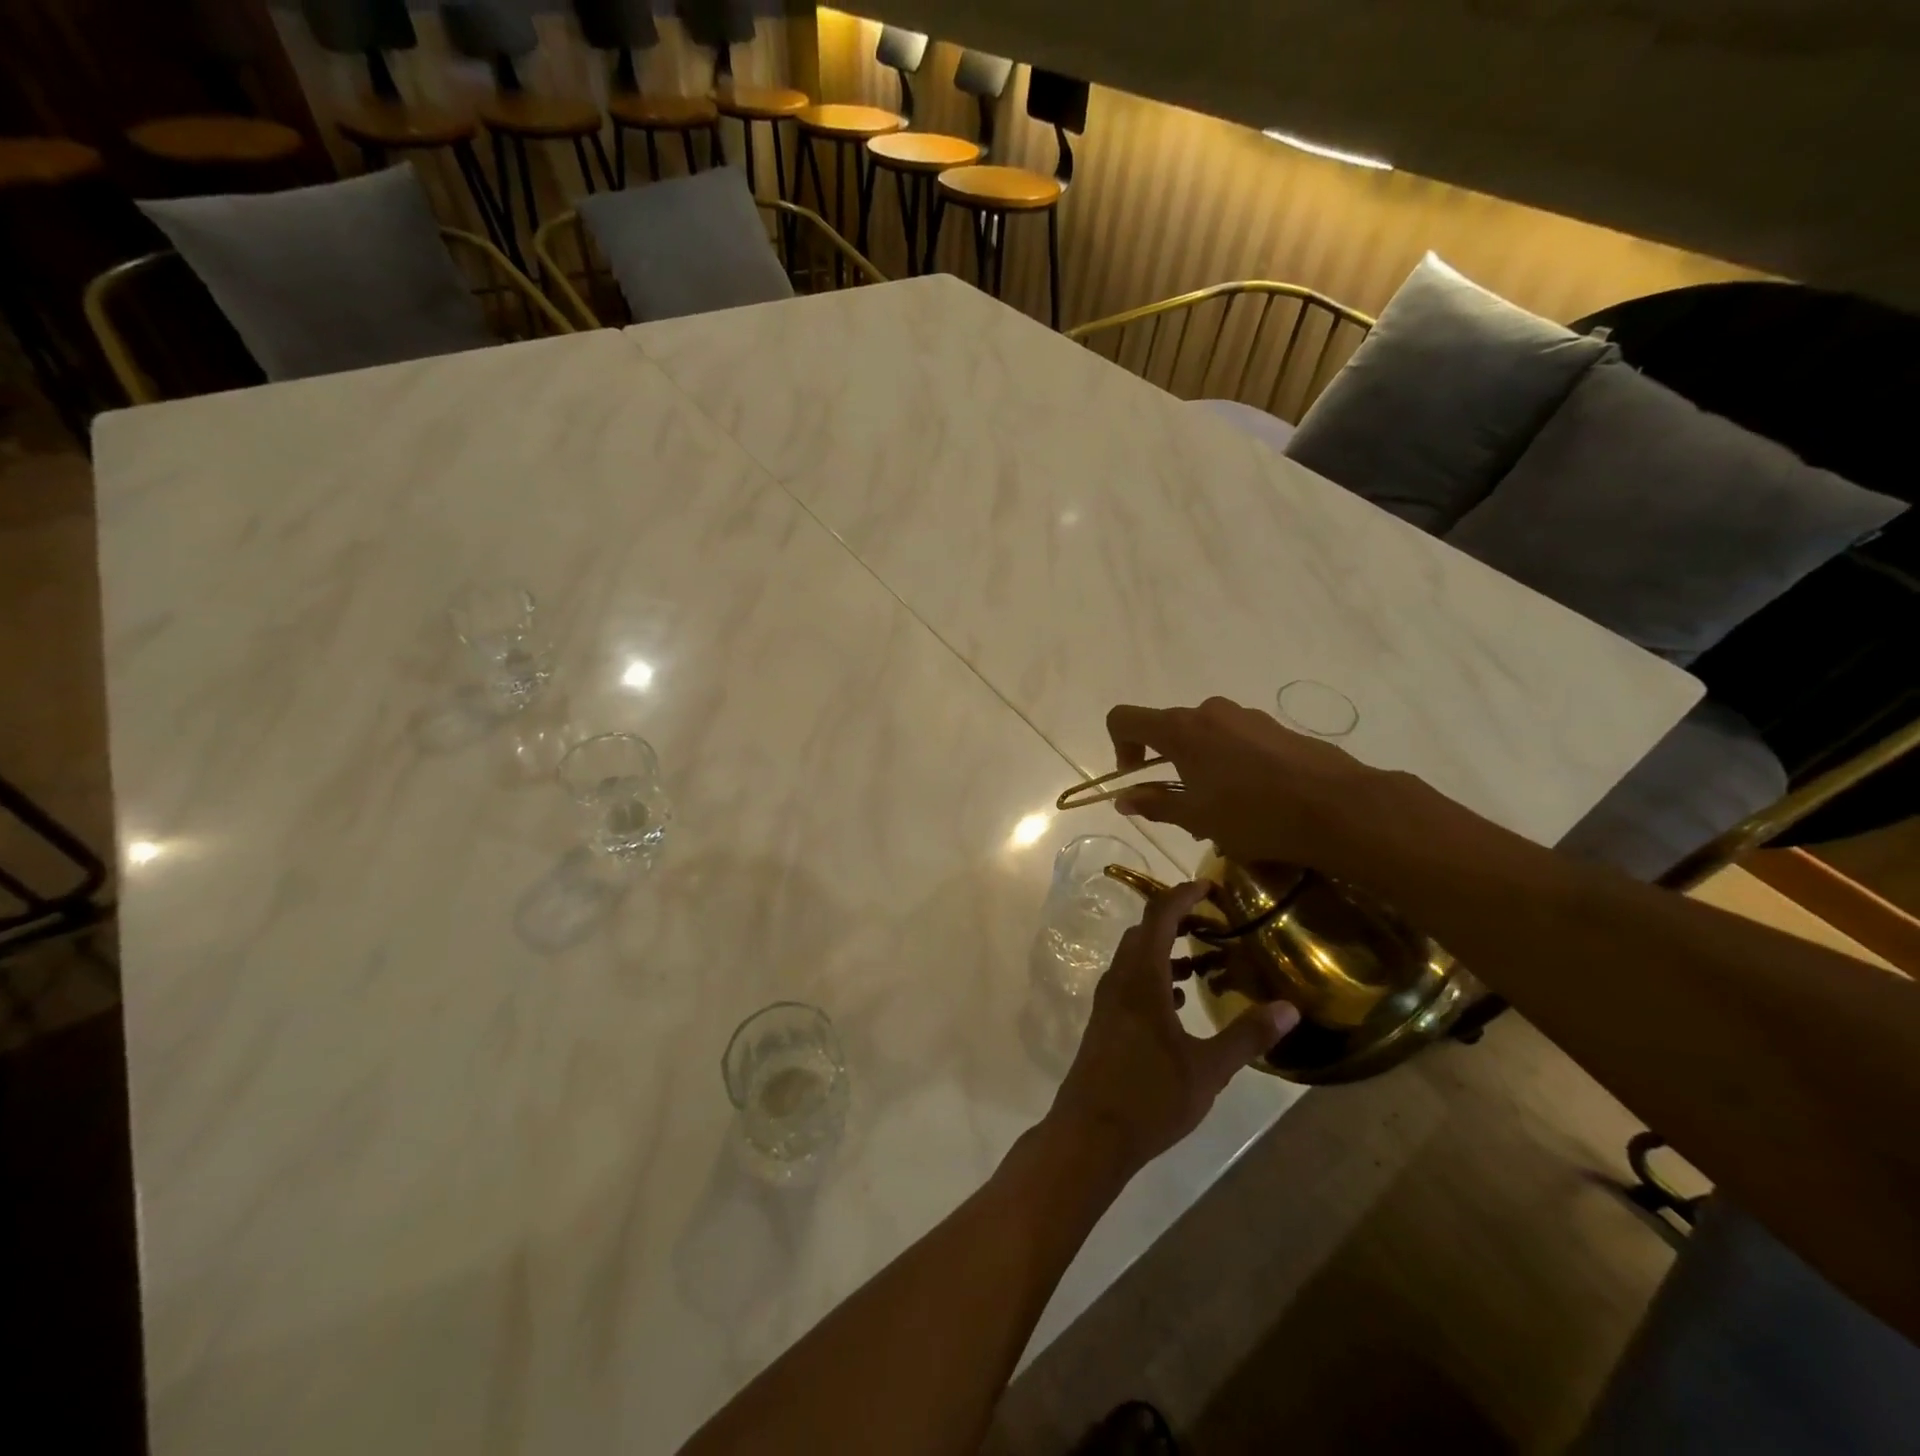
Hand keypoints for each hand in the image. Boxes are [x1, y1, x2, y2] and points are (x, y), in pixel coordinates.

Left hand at [1049, 881, 1299, 1176]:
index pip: (1159, 917)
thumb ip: (1247, 1035)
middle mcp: (1120, 981)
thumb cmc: (1150, 1097)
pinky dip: (1156, 978)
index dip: (1183, 896)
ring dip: (1168, 952)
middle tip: (1214, 925)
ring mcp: (1108, 1002)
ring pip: (1136, 960)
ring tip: (1205, 964)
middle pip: (1145, 933)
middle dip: (1177, 921)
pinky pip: (1132, 984)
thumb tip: (1289, 1008)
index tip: (1209, 886)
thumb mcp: (1208, 1068)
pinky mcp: (1105, 1023)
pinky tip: (1180, 1003)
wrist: (1091, 1134)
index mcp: (1141, 978)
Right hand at [1104, 696, 1401, 871]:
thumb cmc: (1254, 815)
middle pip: (1168, 729)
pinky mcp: (1274, 727)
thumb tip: (1124, 799)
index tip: (1137, 779)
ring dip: (1199, 766)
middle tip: (1184, 806)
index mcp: (1180, 729)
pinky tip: (1256, 800)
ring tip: (1223, 809)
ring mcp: (1245, 716)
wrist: (1338, 807)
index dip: (1119, 746)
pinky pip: (1236, 740)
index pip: (1124, 719)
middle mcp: (1208, 711)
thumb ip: (1155, 804)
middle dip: (1166, 764)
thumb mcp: (1196, 818)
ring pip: (1204, 736)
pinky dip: (1230, 763)